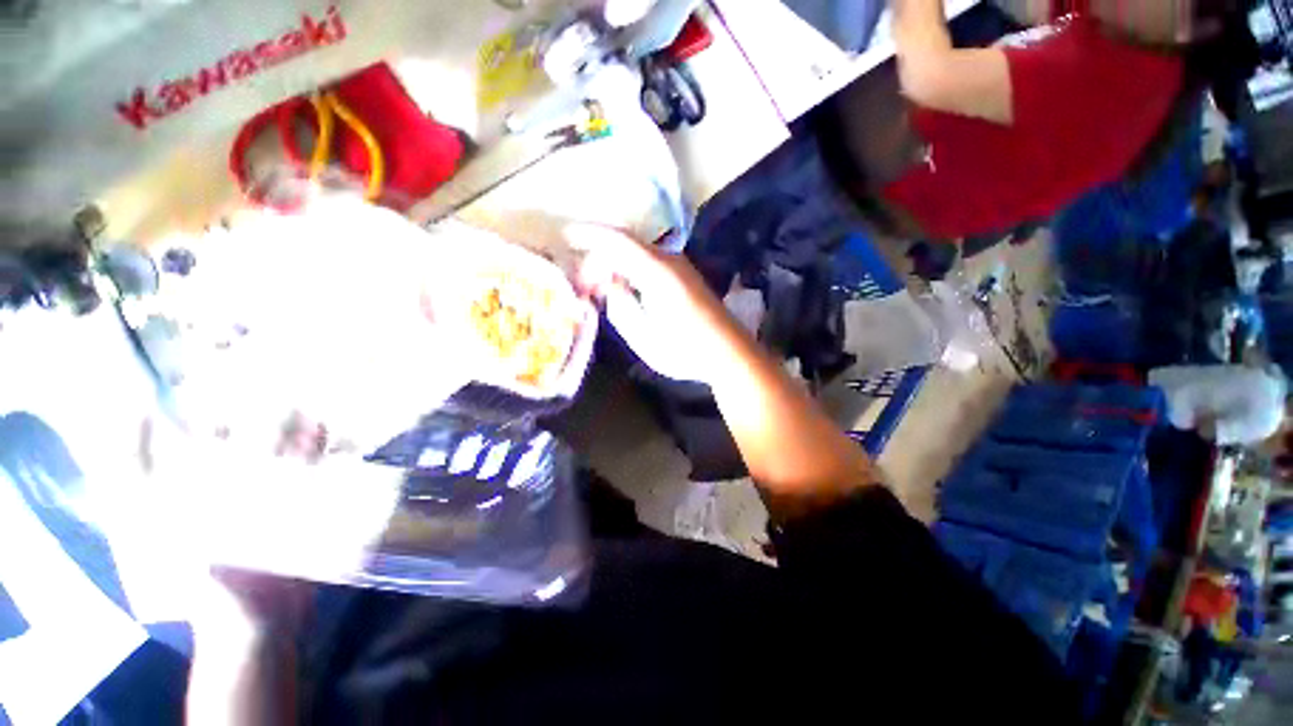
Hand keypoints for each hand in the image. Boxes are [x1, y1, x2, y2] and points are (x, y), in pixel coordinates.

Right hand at [569, 225, 740, 382]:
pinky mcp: (684, 276)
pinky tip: (622, 288)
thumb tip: (610, 283)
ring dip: (614, 265)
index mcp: (657, 271)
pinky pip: (648, 263)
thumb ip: (620, 305)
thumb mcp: (643, 335)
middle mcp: (669, 260)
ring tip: (598, 289)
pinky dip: (629, 270)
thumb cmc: (684, 349)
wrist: (728, 352)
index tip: (565, 237)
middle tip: (582, 286)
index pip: (617, 240)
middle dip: (598, 259)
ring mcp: (679, 266)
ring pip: (636, 254)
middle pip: (625, 245)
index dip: (589, 235)